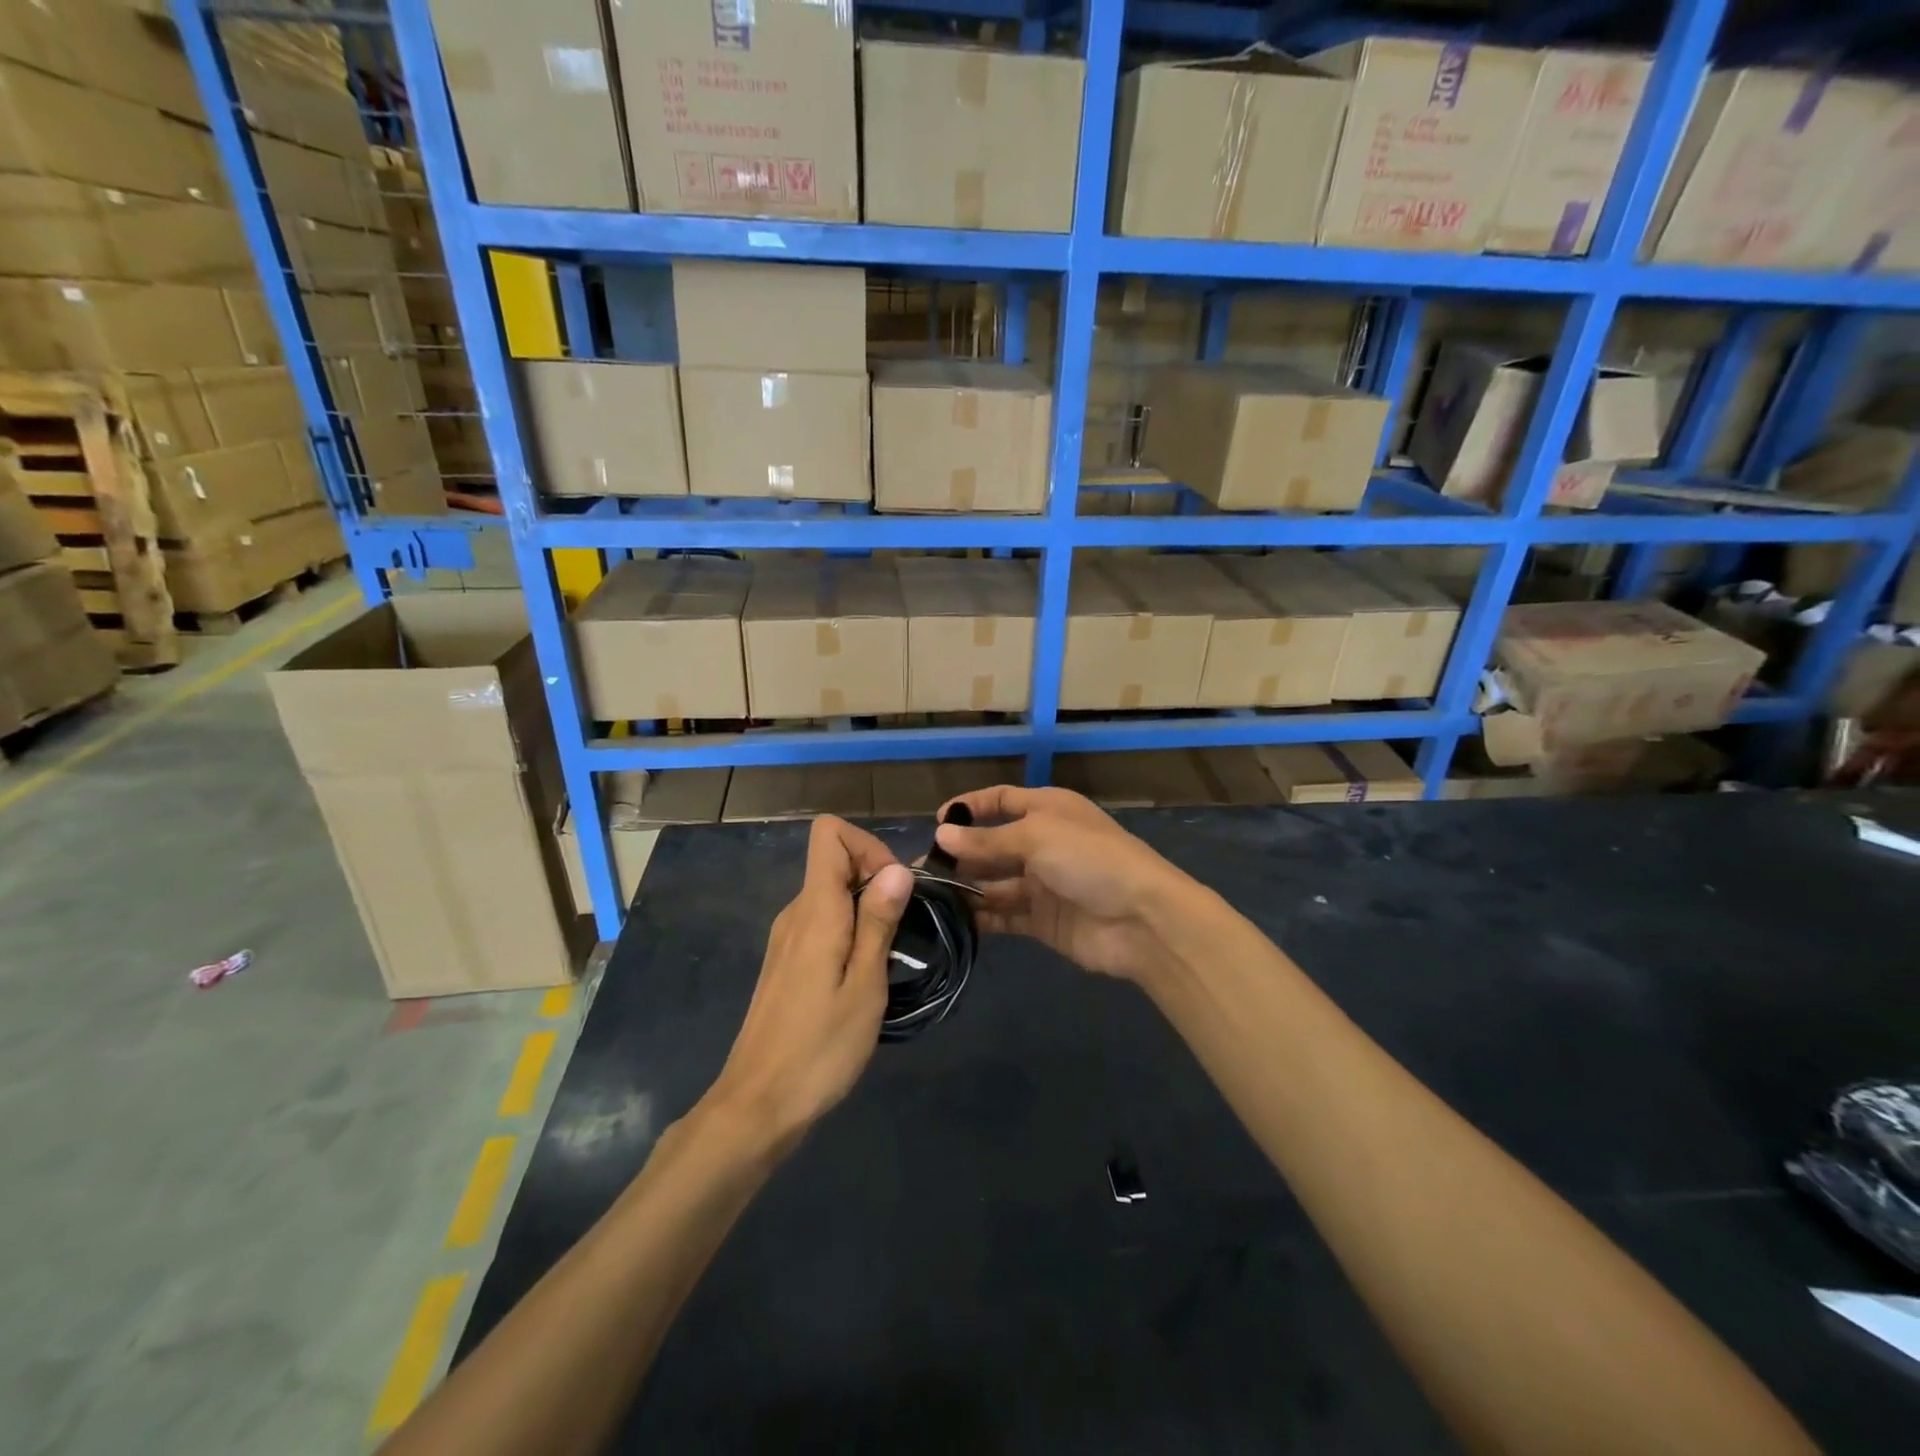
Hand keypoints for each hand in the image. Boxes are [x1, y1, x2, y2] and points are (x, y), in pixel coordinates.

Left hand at [705, 817, 912, 1154]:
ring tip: (890, 956)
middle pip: (835, 860)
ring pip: (832, 892)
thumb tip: (897, 868)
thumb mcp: (864, 985)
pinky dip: (850, 929)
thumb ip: (878, 921)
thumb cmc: (820, 1048)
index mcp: (815, 910)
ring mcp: (788, 937)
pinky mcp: (787, 961)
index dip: (868, 845)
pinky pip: (823, 921)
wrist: (758, 1106)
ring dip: (867, 908)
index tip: (895, 888)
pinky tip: (864, 974)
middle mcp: (796, 912)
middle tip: (904, 929)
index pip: (829, 833)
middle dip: (877, 879)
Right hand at [934, 786, 1200, 985]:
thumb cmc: (1090, 860)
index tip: (935, 822)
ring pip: (995, 882)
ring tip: (928, 898)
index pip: (1001, 800)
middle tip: (922, 870)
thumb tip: (941, 836)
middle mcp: (1043, 843)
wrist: (1142, 920)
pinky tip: (952, 922)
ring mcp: (1043, 884)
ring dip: (966, 888)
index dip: (970, 808)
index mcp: (1048, 810)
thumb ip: (987, 841)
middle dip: (961, 854)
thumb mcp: (1036, 837)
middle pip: (993, 845)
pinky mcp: (1043, 920)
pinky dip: (981, 918)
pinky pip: (1005, 915)